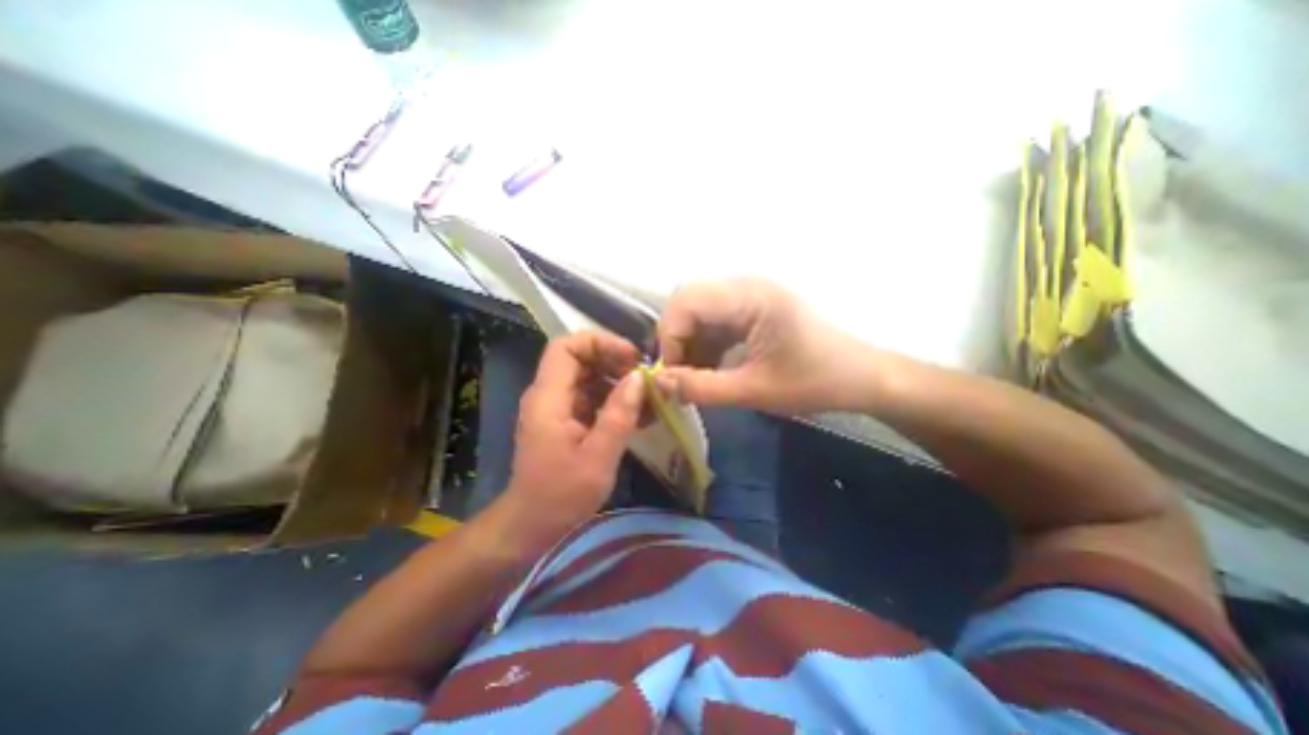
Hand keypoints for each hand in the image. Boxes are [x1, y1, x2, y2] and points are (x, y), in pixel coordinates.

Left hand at [504, 333, 643, 534]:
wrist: (532, 526)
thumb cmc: (561, 496)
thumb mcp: (598, 457)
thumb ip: (619, 414)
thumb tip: (640, 377)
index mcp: (549, 398)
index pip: (566, 347)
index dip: (599, 342)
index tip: (631, 357)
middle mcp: (549, 395)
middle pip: (579, 358)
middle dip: (614, 361)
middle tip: (645, 377)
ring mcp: (557, 408)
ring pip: (588, 376)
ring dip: (617, 381)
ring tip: (647, 396)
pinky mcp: (565, 420)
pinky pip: (590, 397)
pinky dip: (613, 399)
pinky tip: (637, 414)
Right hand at [655, 276, 866, 414]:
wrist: (862, 378)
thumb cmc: (815, 382)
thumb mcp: (755, 391)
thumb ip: (702, 388)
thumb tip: (659, 384)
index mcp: (751, 296)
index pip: (686, 301)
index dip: (670, 338)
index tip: (672, 376)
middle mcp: (747, 285)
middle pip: (688, 301)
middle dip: (676, 339)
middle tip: (680, 375)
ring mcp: (750, 295)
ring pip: (698, 312)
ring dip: (690, 344)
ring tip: (695, 378)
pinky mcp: (753, 309)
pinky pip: (715, 321)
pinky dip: (706, 345)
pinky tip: (711, 370)